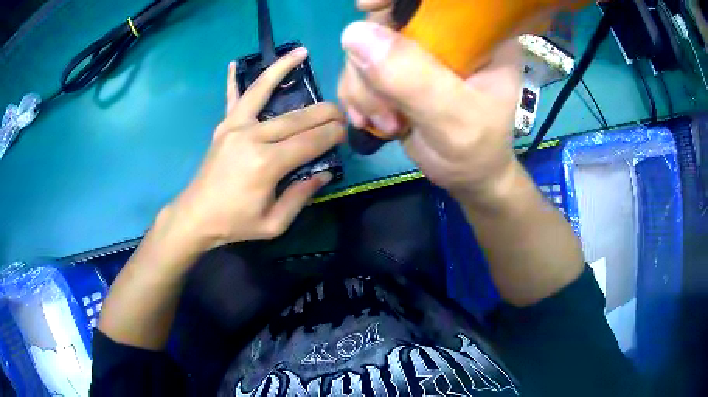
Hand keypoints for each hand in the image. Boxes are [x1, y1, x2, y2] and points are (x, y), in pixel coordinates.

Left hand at [164, 47, 344, 251]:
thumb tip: (323, 173)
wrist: (196, 216)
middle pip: (297, 117)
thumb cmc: (235, 223)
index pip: (311, 141)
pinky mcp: (224, 126)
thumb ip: (301, 196)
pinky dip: (234, 80)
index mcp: (267, 163)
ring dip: (283, 69)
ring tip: (301, 52)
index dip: (332, 135)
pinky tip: (235, 63)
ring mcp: (235, 127)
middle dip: (325, 111)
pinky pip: (232, 98)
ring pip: (263, 90)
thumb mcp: (274, 223)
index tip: (345, 132)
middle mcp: (253, 137)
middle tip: (340, 110)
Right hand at [339, 20, 521, 205]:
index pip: (435, 0)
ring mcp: (418, 51)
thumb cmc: (476, 149)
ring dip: (363, 88)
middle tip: (385, 107)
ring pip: (364, 47)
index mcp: (477, 34)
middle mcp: (445, 34)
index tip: (368, 8)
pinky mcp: (397, 69)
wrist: (466, 175)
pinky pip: (358, 68)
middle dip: (371, 63)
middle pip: (387, 20)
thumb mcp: (454, 119)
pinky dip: (357, 96)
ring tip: (387, 123)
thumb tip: (354, 34)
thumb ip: (414, 78)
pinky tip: (374, 121)